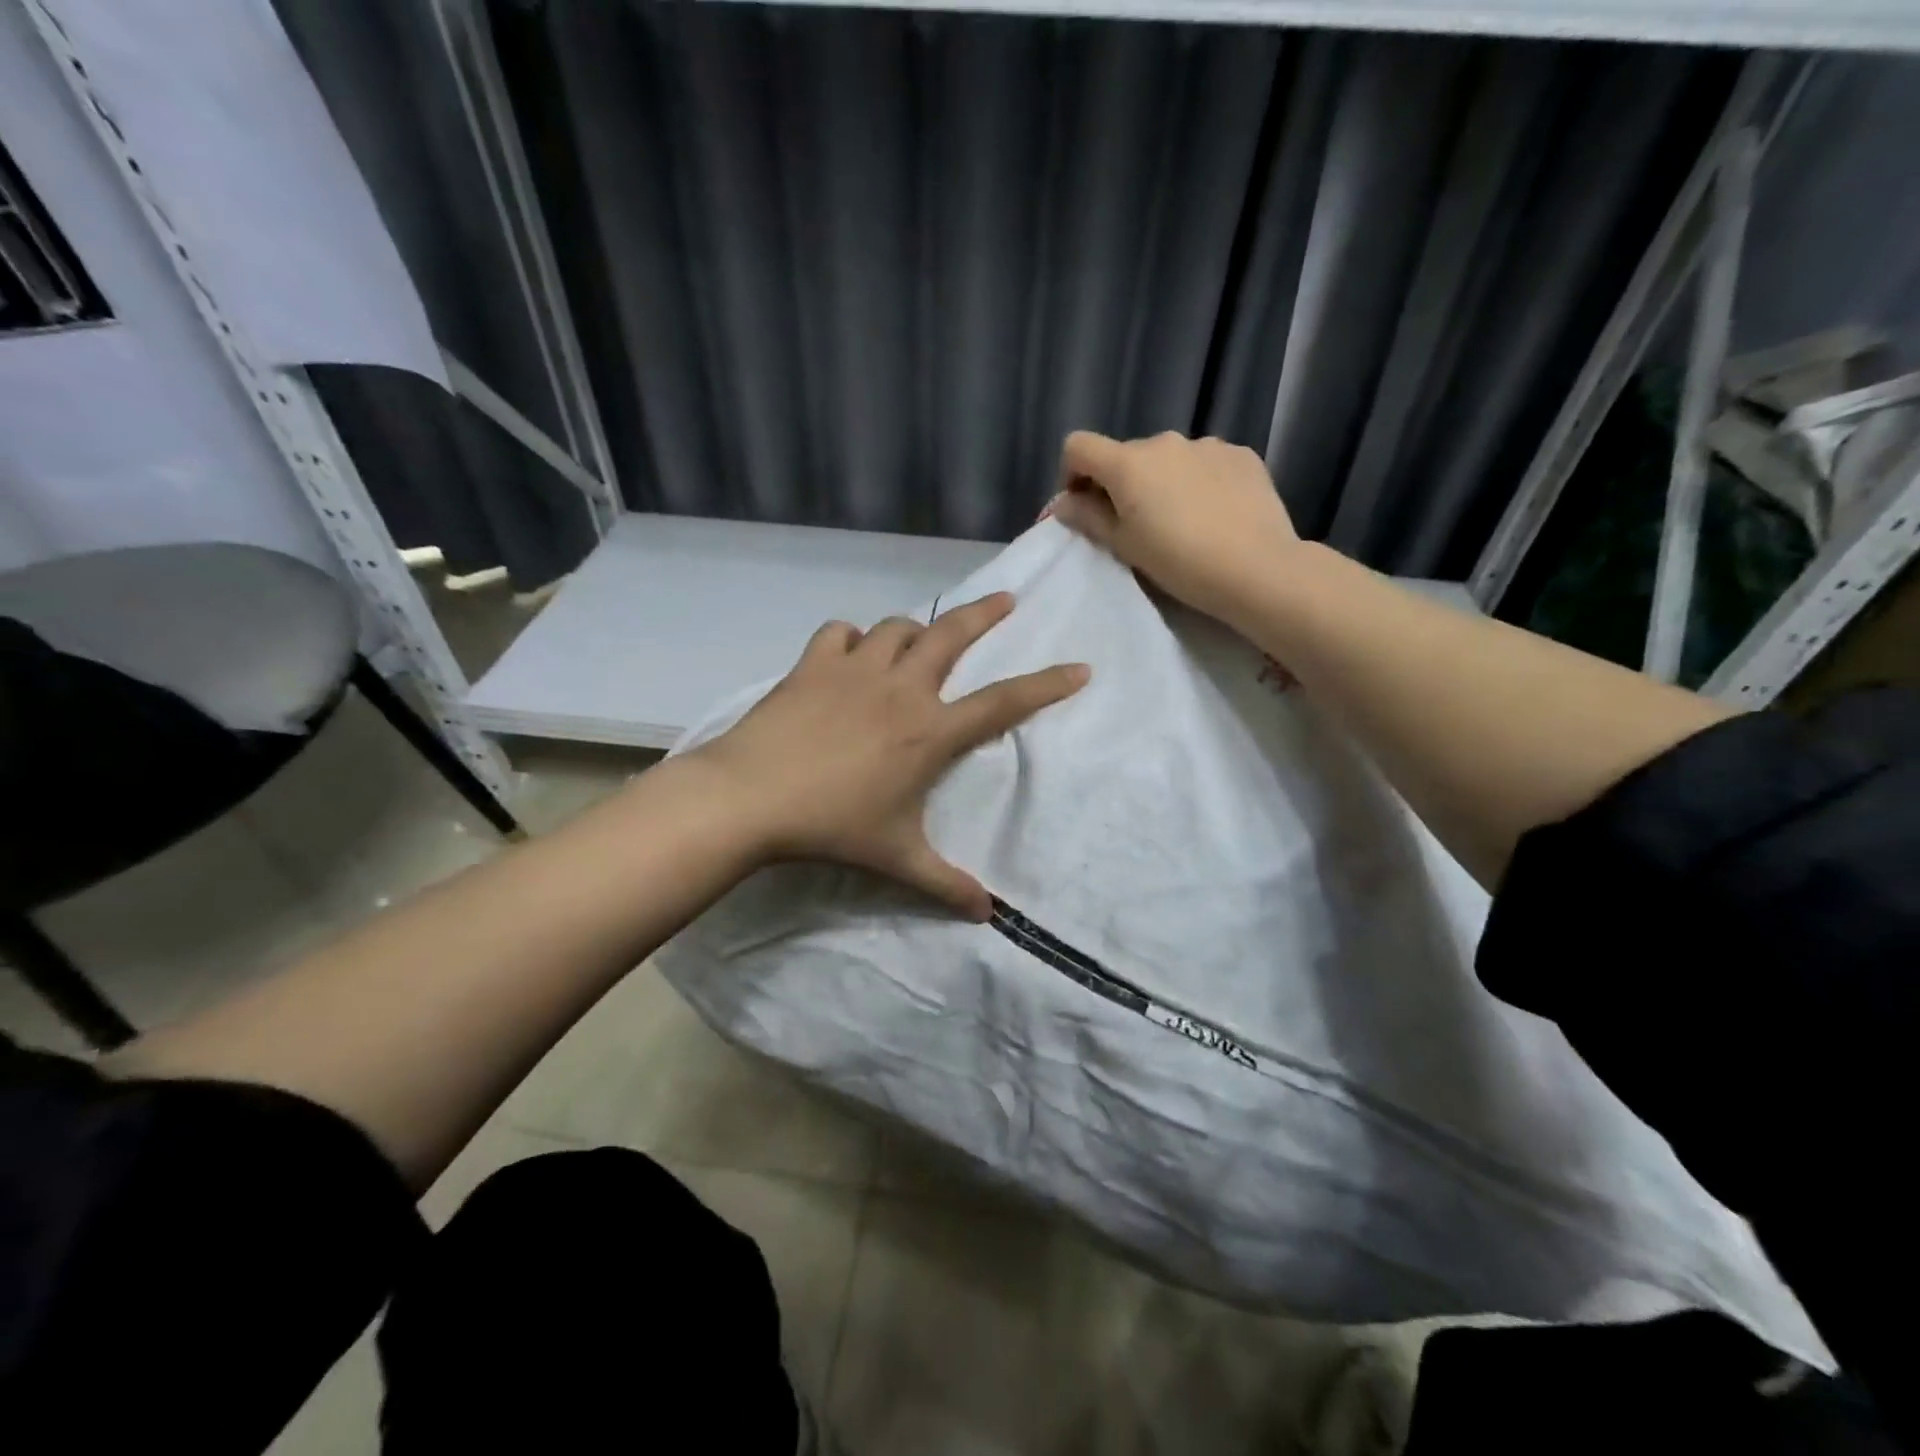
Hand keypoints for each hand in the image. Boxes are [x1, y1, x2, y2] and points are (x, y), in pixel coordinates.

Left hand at [690, 593, 1088, 919]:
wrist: (751, 798)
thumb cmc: (832, 826)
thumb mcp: (897, 859)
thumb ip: (945, 884)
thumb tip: (986, 916)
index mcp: (930, 732)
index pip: (1003, 703)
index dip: (1046, 685)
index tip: (1080, 668)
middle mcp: (901, 689)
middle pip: (952, 635)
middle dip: (985, 613)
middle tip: (1005, 599)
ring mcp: (855, 669)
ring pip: (897, 628)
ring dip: (913, 632)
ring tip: (917, 643)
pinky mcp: (814, 664)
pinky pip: (840, 632)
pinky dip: (851, 638)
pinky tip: (849, 654)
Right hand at [1052, 431, 1299, 627]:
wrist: (1257, 568)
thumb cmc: (1179, 562)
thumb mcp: (1124, 546)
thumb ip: (1088, 518)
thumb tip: (1063, 502)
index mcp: (1129, 463)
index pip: (1078, 446)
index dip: (1072, 473)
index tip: (1084, 505)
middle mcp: (1165, 442)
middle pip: (1126, 455)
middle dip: (1121, 483)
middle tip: (1135, 525)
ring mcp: (1207, 445)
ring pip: (1168, 459)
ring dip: (1162, 482)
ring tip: (1180, 520)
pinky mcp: (1241, 455)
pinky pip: (1205, 463)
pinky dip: (1198, 481)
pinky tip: (1213, 513)